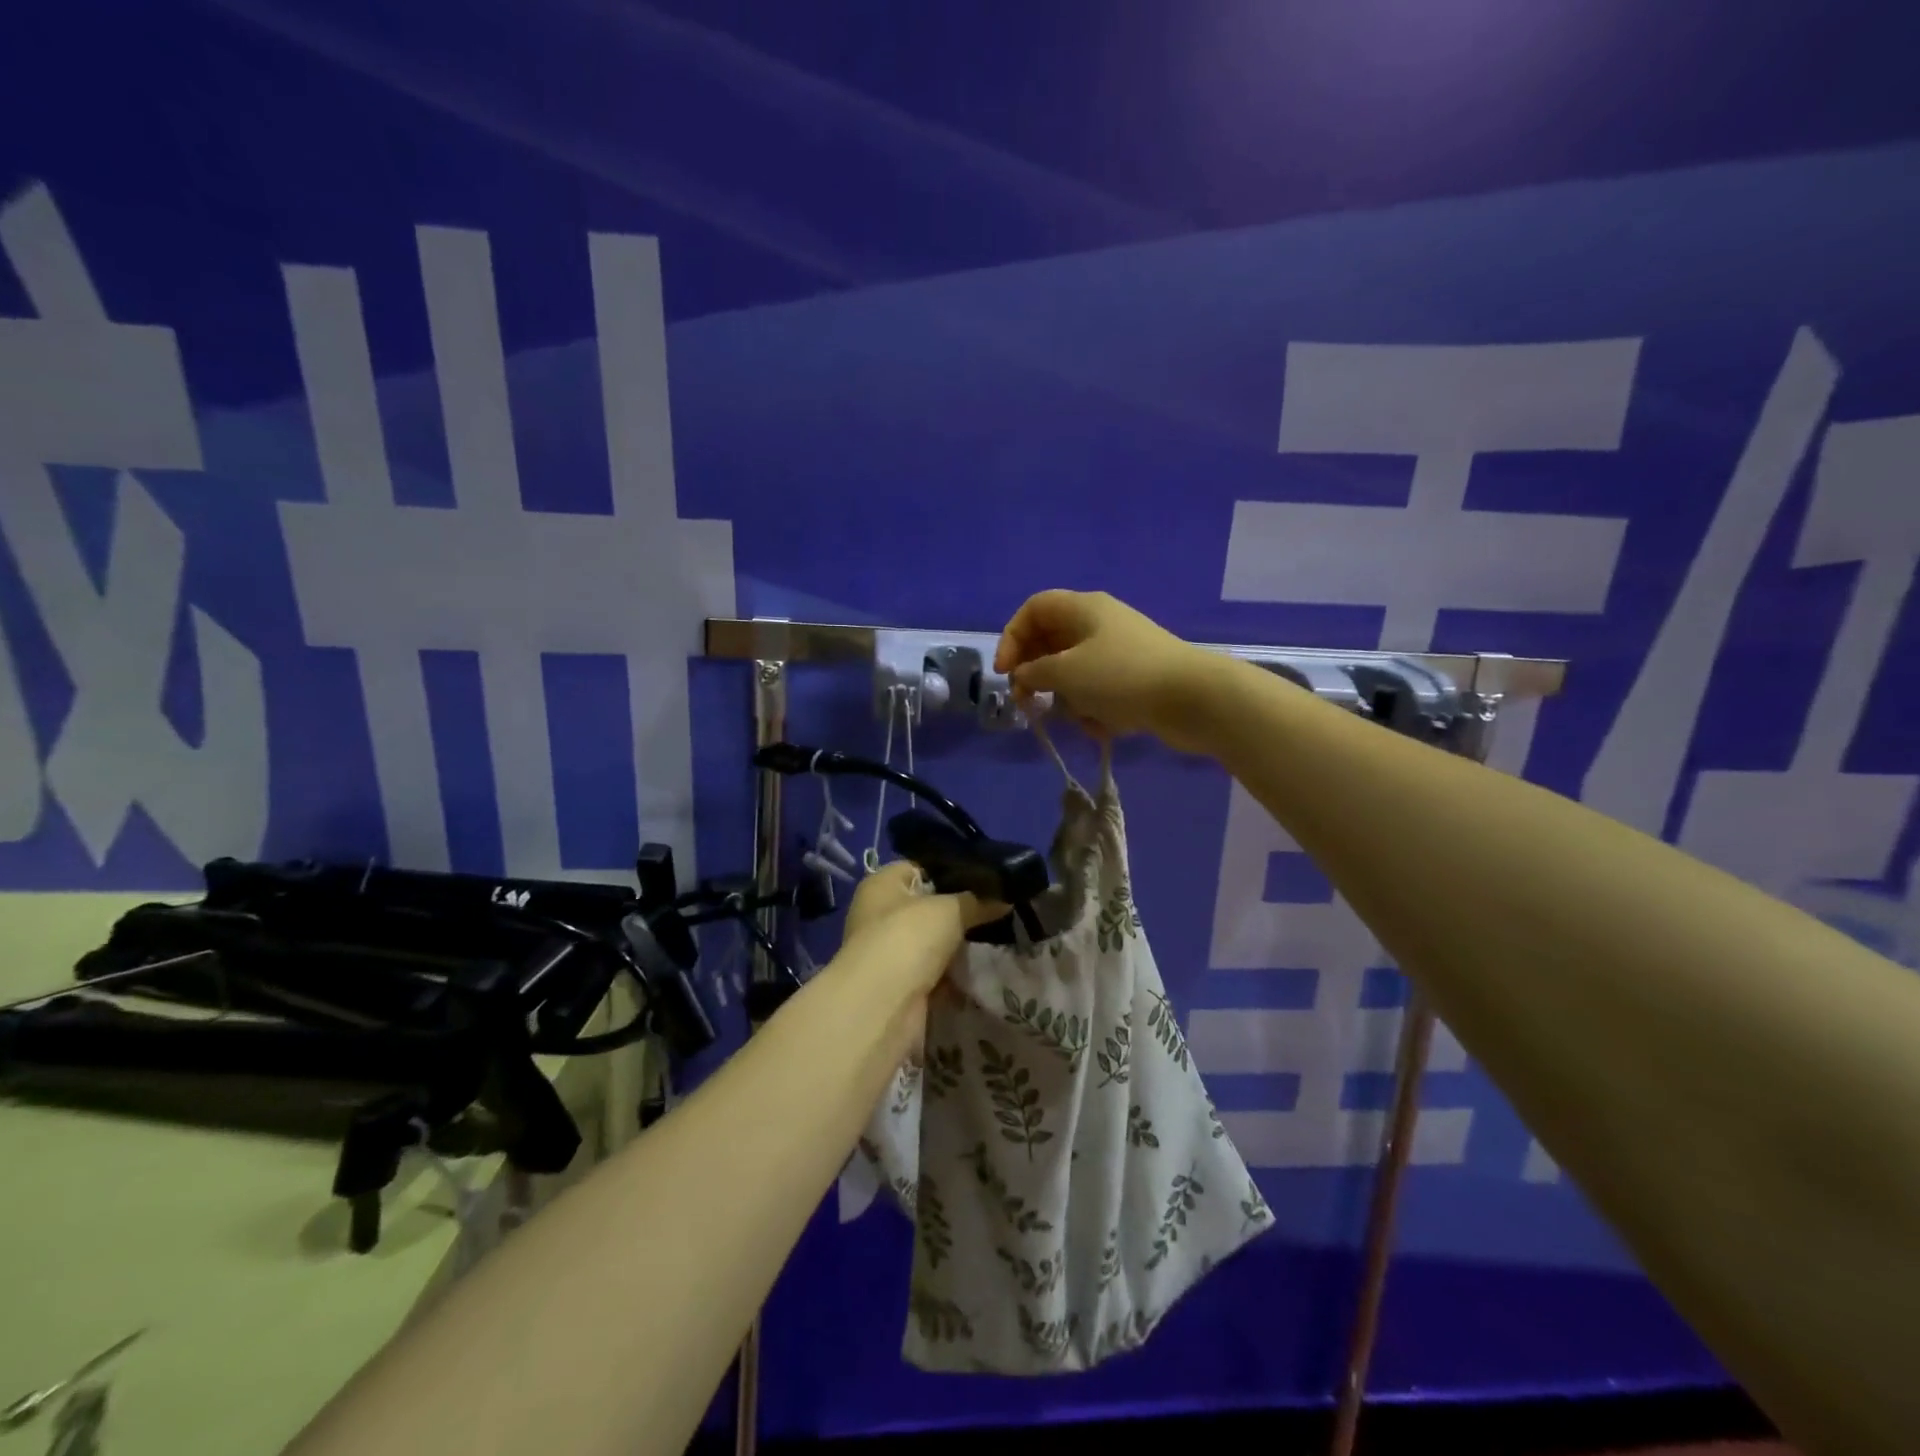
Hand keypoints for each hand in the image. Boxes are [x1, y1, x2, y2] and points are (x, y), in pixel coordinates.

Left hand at [840, 862, 1003, 994]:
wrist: (883, 1006)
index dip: (953, 869)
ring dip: (961, 944)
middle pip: (930, 905)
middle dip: (963, 909)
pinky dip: (956, 972)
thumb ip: (978, 900)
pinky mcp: (903, 984)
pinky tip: (986, 966)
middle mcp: (881, 914)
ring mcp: (891, 952)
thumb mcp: (949, 909)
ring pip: (936, 940)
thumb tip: (1004, 898)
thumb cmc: (908, 938)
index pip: (921, 867)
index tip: (989, 877)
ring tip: (1002, 934)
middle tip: (1002, 907)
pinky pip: (937, 971)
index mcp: (882, 885)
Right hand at [993, 590, 1220, 752]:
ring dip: (1068, 698)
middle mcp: (1099, 625)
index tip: (1005, 673)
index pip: (1034, 610)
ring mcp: (1119, 653)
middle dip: (1037, 675)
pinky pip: (1098, 692)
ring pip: (1073, 673)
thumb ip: (1034, 673)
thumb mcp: (1067, 673)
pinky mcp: (1134, 680)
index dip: (1012, 637)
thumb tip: (1022, 677)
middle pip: (1051, 643)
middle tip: (1027, 702)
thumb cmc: (1123, 677)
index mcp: (1083, 609)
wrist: (1193, 699)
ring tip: (1078, 717)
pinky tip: (1103, 726)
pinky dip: (1094, 709)